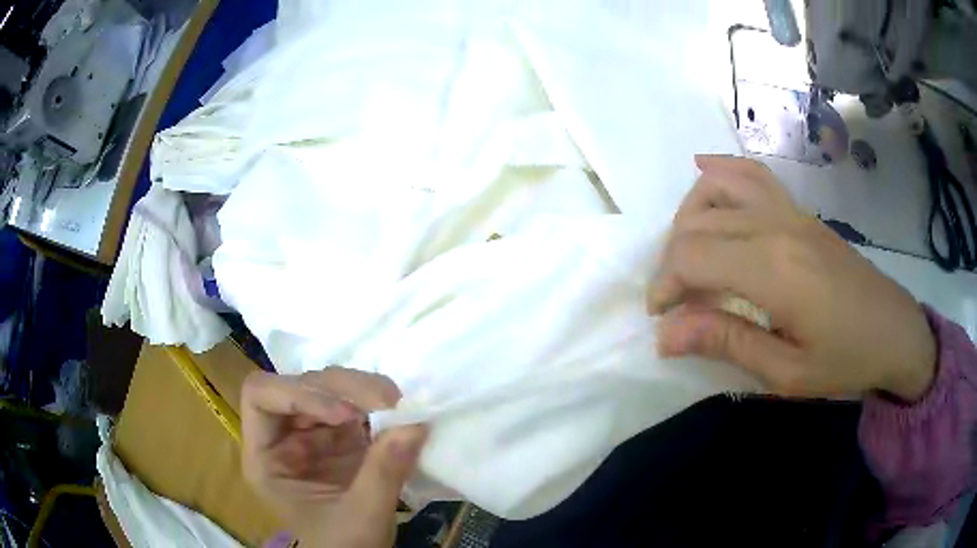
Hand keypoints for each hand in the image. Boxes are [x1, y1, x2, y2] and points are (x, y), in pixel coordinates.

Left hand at [241, 368, 426, 547]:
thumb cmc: (343, 547)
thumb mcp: (360, 518)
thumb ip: (383, 473)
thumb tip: (415, 424)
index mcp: (266, 457)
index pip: (260, 396)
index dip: (297, 393)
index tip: (347, 415)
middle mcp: (284, 438)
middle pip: (299, 385)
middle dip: (342, 388)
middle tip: (388, 401)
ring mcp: (313, 436)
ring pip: (327, 388)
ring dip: (361, 390)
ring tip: (396, 405)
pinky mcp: (341, 439)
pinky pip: (355, 406)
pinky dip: (377, 405)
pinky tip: (397, 415)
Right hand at [648, 155, 936, 400]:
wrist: (895, 333)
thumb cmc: (846, 361)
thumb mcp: (786, 372)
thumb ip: (727, 343)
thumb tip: (666, 335)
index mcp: (774, 270)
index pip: (693, 255)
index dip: (665, 284)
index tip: (661, 320)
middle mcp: (776, 226)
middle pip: (698, 222)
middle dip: (671, 261)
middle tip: (676, 302)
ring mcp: (790, 212)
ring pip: (717, 187)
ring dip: (688, 216)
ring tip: (687, 252)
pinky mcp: (800, 212)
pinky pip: (752, 174)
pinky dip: (721, 170)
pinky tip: (704, 172)